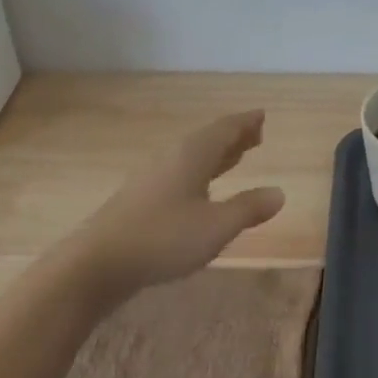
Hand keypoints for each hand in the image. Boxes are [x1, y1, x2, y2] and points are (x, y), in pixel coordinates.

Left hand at [66, 110, 285, 297]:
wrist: (99, 263)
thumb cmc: (164, 238)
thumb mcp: (217, 226)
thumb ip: (249, 208)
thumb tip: (278, 192)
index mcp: (192, 155)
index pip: (224, 130)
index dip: (245, 123)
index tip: (261, 115)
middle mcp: (171, 159)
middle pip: (207, 140)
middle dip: (233, 138)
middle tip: (255, 134)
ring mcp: (153, 179)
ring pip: (192, 158)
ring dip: (216, 156)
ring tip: (235, 158)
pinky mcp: (141, 200)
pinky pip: (181, 174)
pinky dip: (200, 174)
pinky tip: (201, 191)